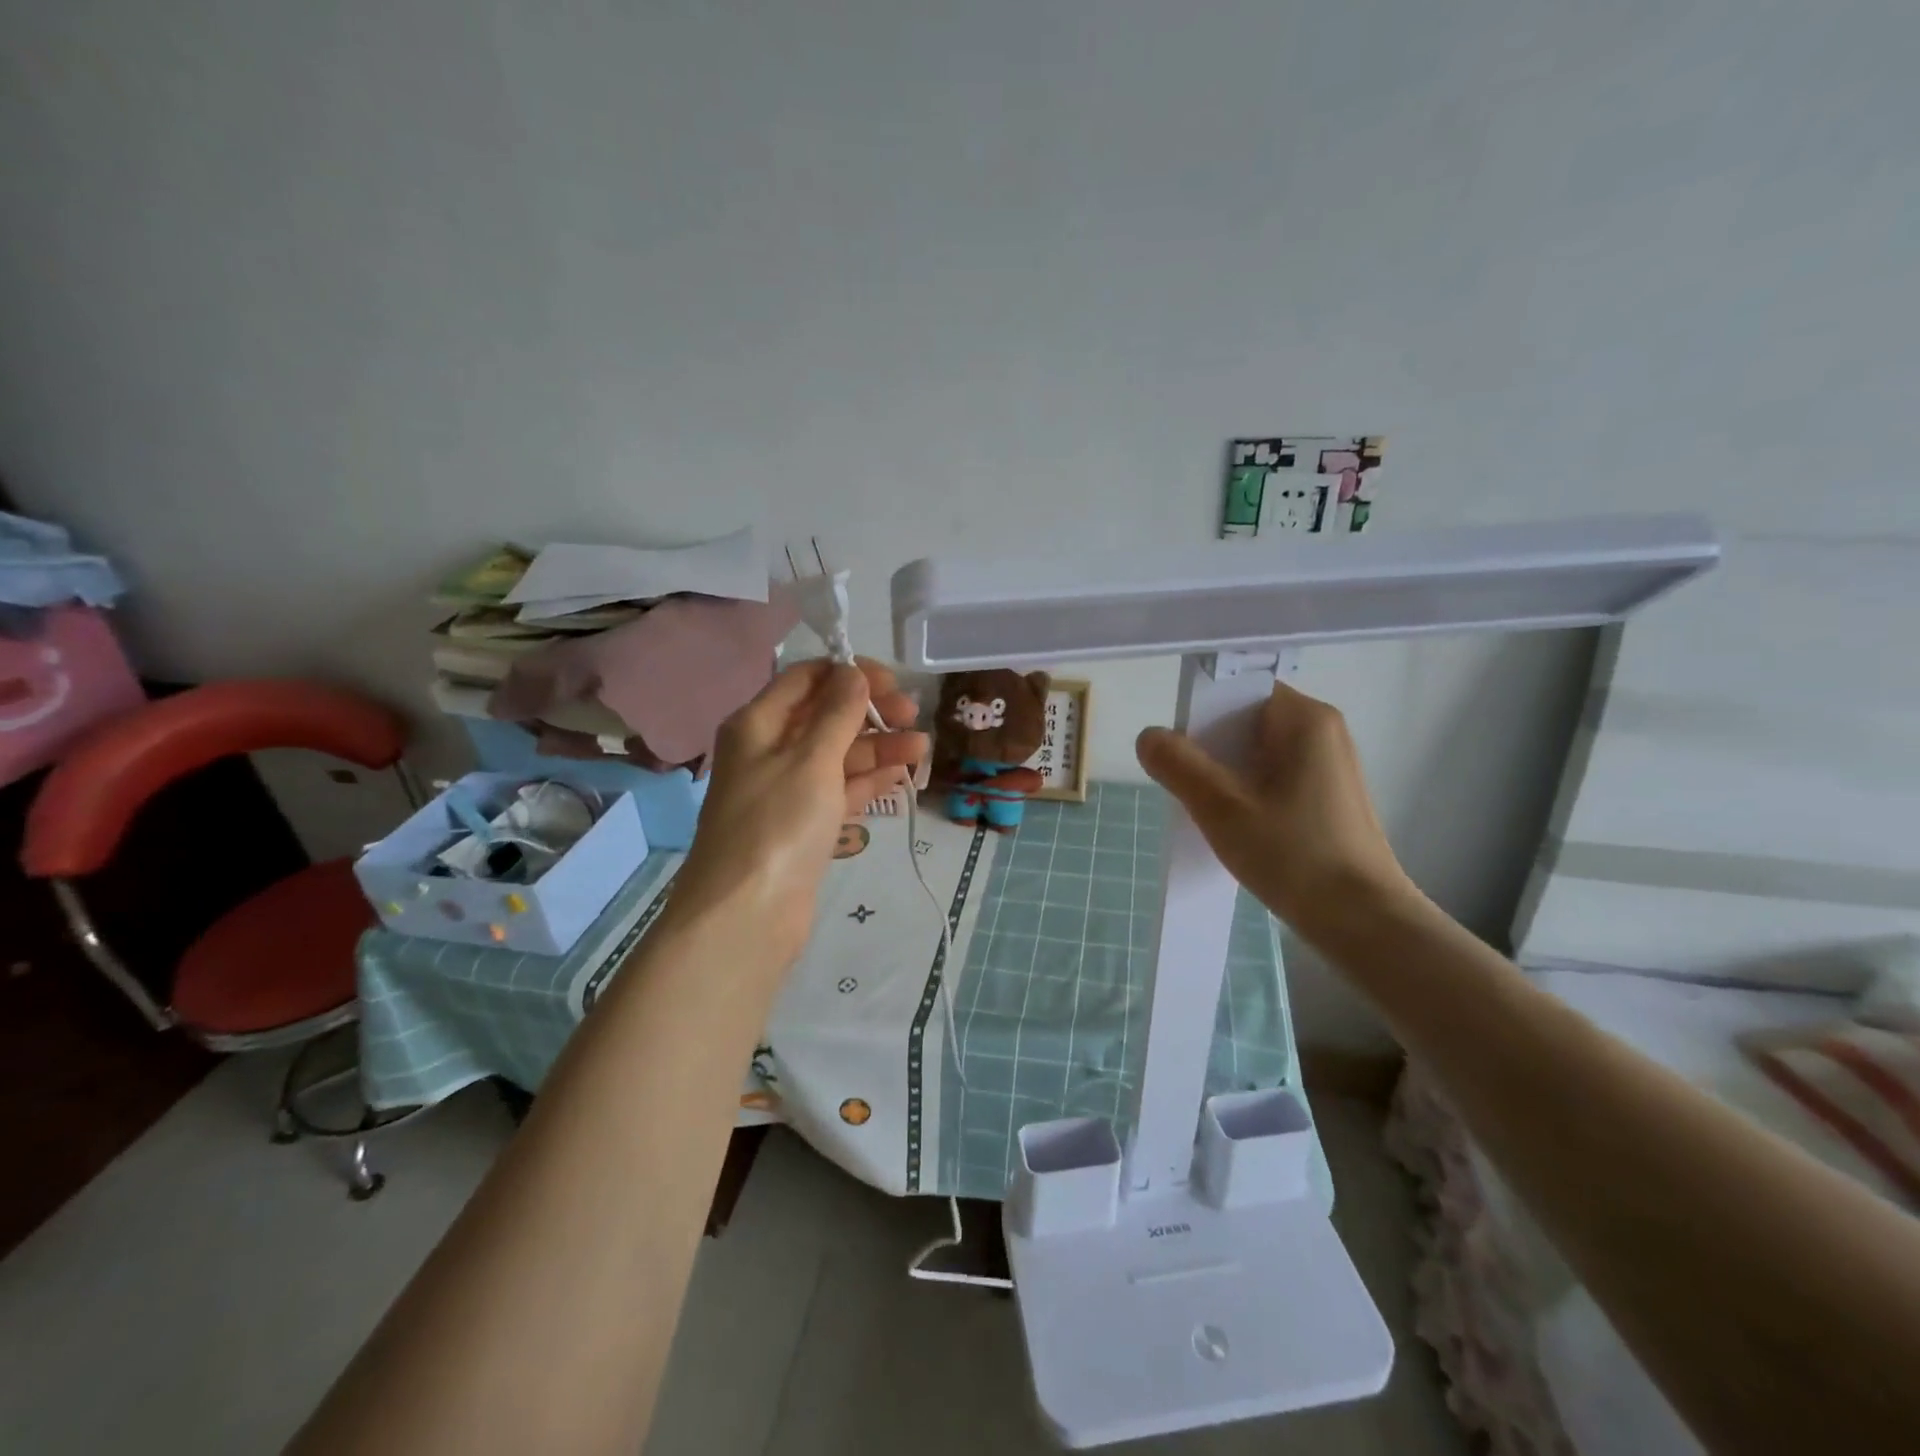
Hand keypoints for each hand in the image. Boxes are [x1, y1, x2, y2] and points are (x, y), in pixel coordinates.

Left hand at [664, 658, 926, 968]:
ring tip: (921, 749)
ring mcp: (787, 790)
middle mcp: (769, 750)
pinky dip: (868, 781)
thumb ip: (837, 714)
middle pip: (825, 716)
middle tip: (913, 716)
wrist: (746, 916)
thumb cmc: (777, 825)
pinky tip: (900, 775)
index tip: (893, 682)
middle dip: (870, 711)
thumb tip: (854, 672)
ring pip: (837, 755)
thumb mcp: (810, 760)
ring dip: (877, 747)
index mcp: (758, 724)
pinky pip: (840, 790)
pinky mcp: (804, 825)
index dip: (849, 673)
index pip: (806, 679)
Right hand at [1135, 680, 1415, 938]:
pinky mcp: (1328, 797)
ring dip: (1227, 776)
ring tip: (1212, 812)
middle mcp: (1323, 731)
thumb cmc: (1294, 856)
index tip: (1180, 751)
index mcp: (1305, 718)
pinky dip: (1248, 793)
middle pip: (1246, 721)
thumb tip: (1149, 737)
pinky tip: (1239, 827)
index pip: (1239, 691)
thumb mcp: (1221, 808)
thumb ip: (1178, 765)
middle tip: (1189, 787)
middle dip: (1211, 750)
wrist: (1363, 923)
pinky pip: (1274, 777)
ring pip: (1257, 753)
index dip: (1202, 714)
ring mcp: (1329, 765)